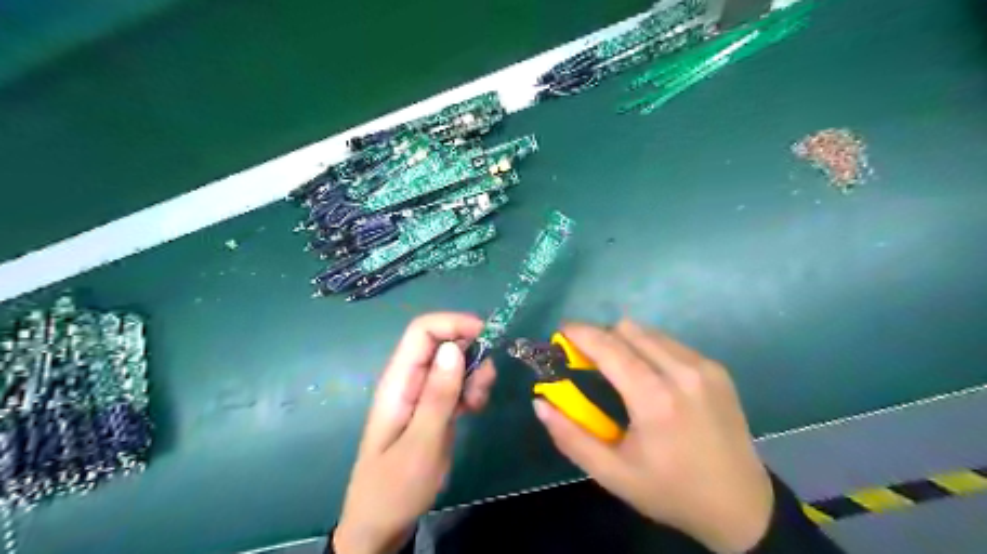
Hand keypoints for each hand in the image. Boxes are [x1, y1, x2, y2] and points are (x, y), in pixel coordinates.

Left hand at [334, 311, 501, 553]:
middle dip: (471, 352)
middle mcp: (410, 380)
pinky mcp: (434, 407)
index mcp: (398, 381)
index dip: (453, 323)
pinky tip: (475, 409)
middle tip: (484, 384)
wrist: (383, 524)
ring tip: (478, 404)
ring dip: (474, 374)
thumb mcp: (421, 444)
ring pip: (454, 363)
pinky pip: (457, 383)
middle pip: (443, 343)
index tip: (487, 336)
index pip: (422, 331)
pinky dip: (472, 389)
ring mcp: (423, 394)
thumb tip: (453, 347)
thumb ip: (438, 396)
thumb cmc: (395, 487)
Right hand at [536, 320, 774, 553]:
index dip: (580, 333)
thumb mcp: (613, 474)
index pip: (609, 347)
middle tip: (587, 360)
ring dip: (625, 342)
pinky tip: (650, 378)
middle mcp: (682, 372)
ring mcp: (704, 367)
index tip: (561, 331)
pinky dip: (649, 350)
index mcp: (655, 399)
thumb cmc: (670, 491)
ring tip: (618, 371)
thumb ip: (571, 437)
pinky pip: (670, 343)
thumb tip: (541, 403)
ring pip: (649, 332)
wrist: (741, 506)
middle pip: (628, 330)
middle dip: (601, 337)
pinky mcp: (716, 369)